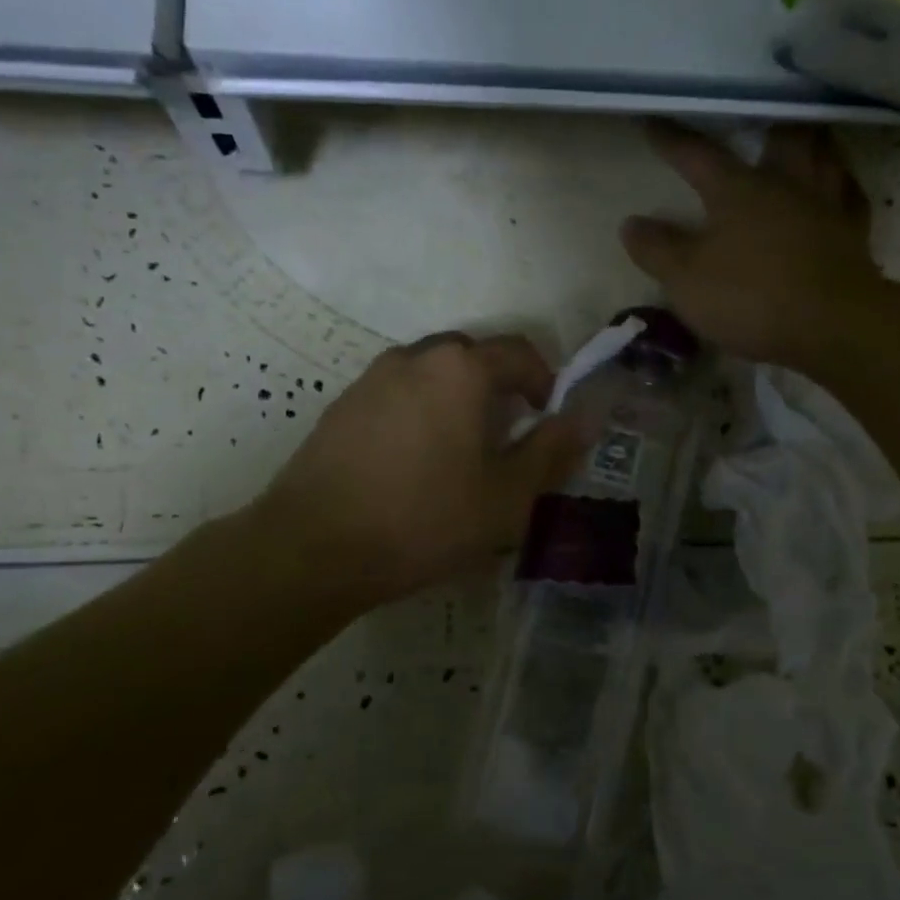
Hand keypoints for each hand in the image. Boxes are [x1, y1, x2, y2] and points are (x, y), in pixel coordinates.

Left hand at [249, 334, 588, 610]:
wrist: (315, 546)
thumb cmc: (425, 519)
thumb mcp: (506, 496)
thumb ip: (551, 451)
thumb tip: (584, 418)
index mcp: (460, 369)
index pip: (518, 352)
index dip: (544, 381)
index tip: (549, 417)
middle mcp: (414, 357)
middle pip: (471, 357)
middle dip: (498, 387)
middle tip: (508, 435)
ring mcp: (371, 379)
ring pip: (430, 375)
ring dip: (456, 399)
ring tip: (460, 452)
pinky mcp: (341, 406)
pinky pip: (396, 395)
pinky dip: (419, 413)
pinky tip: (414, 463)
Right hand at [622, 122, 883, 370]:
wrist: (831, 326)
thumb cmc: (750, 297)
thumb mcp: (685, 279)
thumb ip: (657, 249)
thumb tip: (631, 223)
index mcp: (739, 190)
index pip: (698, 156)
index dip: (672, 140)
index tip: (652, 121)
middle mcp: (786, 185)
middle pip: (780, 137)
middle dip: (766, 121)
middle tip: (760, 113)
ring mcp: (826, 206)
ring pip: (824, 155)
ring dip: (812, 142)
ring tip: (805, 136)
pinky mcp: (854, 235)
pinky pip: (851, 196)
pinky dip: (843, 185)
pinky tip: (840, 187)